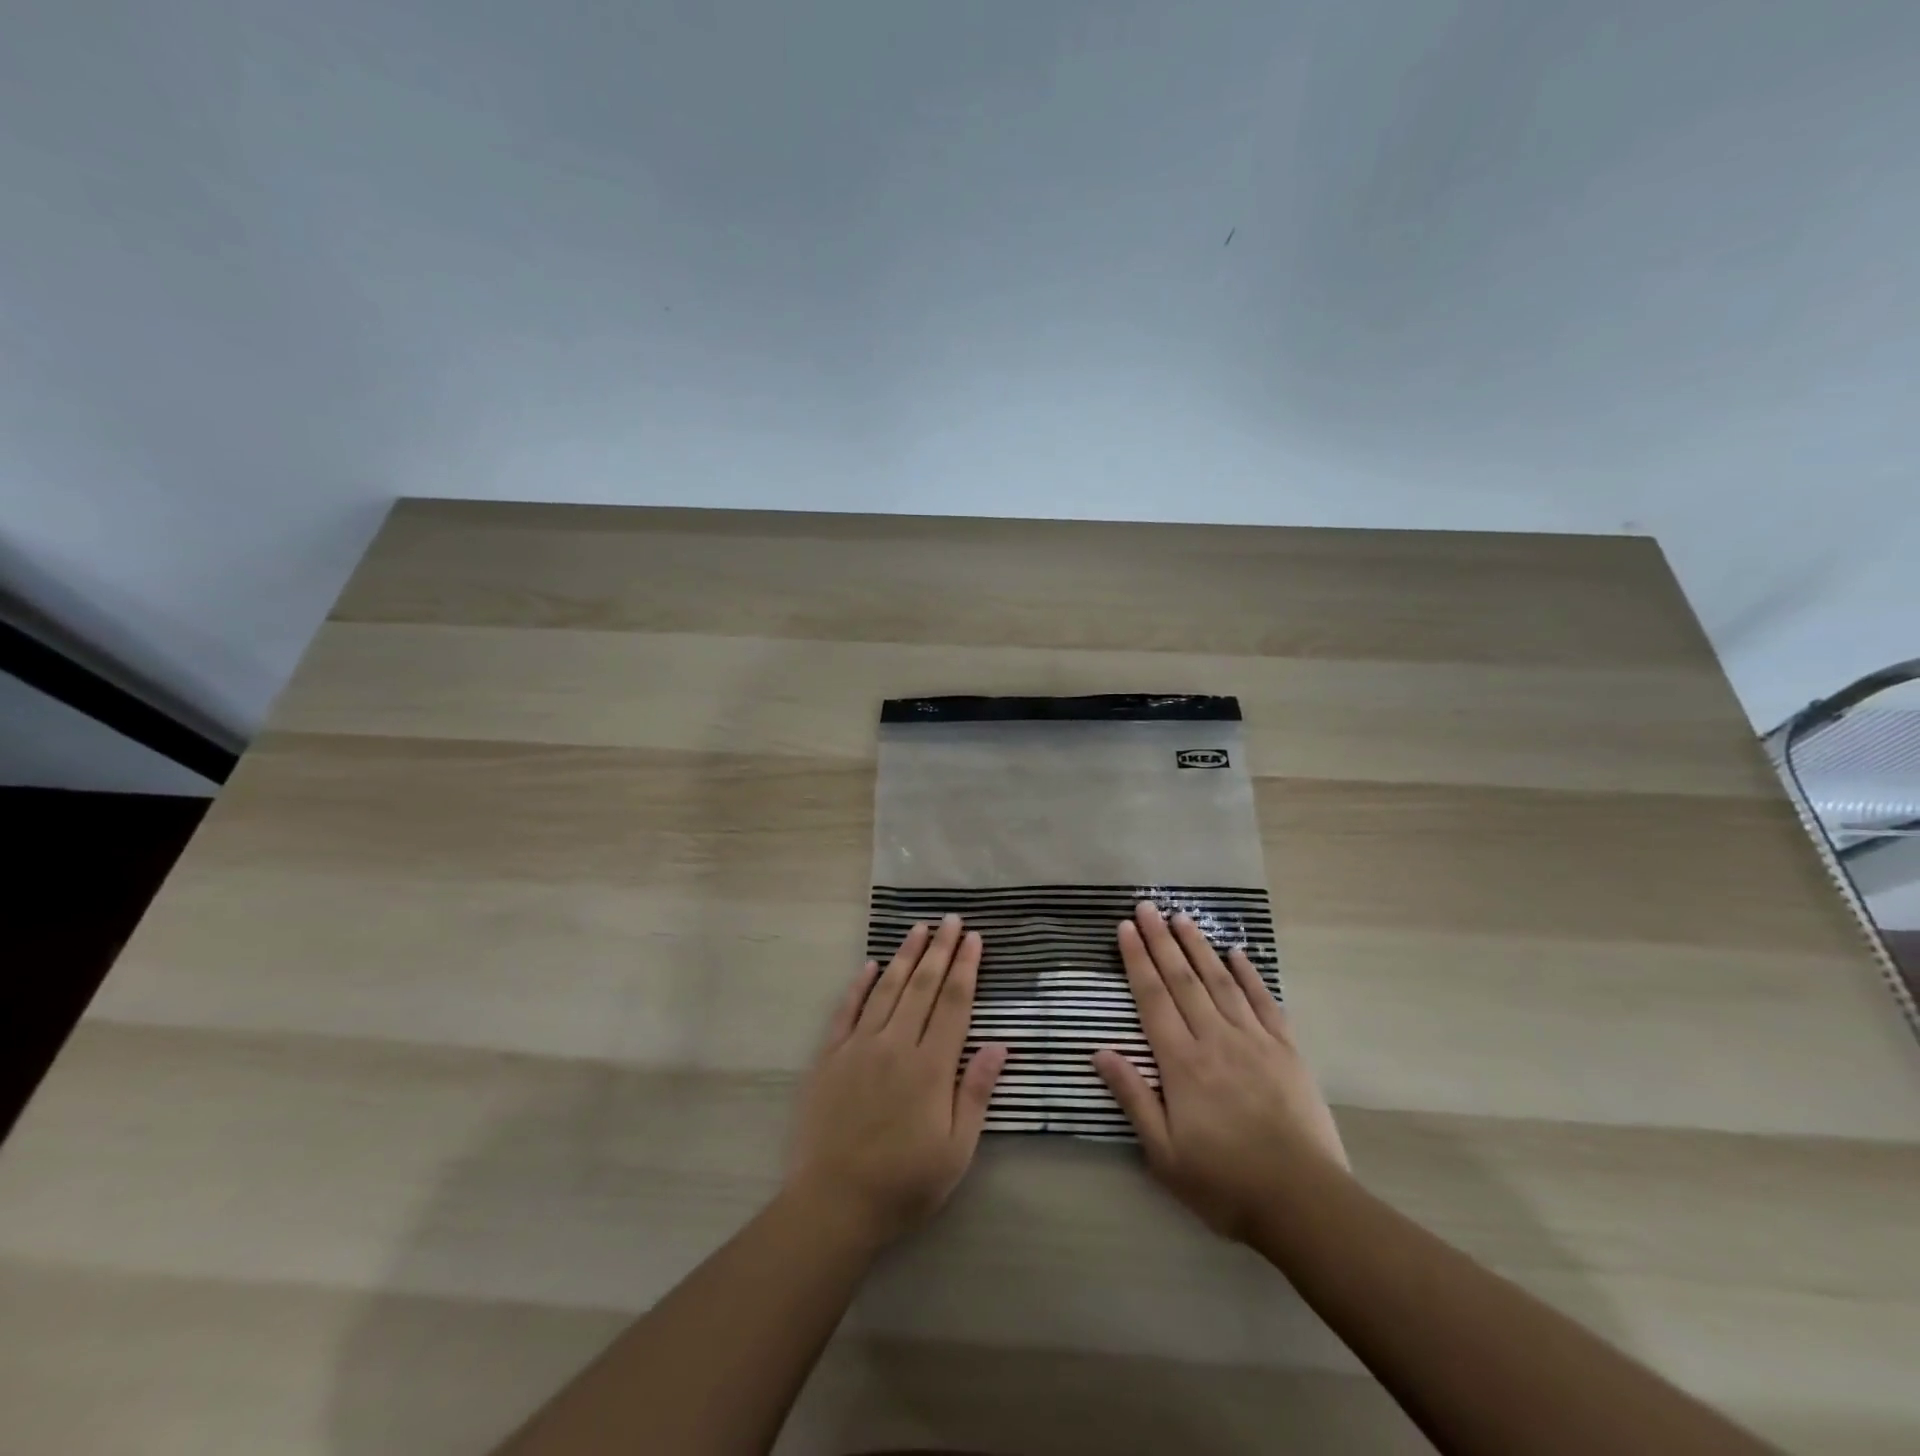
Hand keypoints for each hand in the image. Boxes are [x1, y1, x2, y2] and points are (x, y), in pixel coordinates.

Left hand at [786, 915, 1008, 1245]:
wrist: (833, 1203)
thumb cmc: (904, 1183)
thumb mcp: (956, 1150)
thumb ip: (976, 1092)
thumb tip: (1001, 1045)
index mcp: (931, 1066)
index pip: (953, 1003)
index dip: (965, 967)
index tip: (973, 938)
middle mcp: (896, 1044)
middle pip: (922, 986)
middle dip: (939, 949)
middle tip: (951, 919)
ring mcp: (859, 1047)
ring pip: (887, 989)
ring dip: (905, 956)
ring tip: (919, 928)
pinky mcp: (830, 1057)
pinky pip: (847, 1010)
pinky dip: (860, 984)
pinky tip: (871, 965)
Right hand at [1093, 902, 1347, 1242]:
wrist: (1303, 1203)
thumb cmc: (1224, 1182)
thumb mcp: (1164, 1154)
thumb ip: (1134, 1097)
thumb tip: (1100, 1051)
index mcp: (1182, 1063)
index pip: (1152, 999)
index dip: (1137, 960)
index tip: (1125, 928)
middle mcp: (1215, 1039)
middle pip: (1182, 979)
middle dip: (1161, 940)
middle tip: (1146, 907)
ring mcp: (1254, 1040)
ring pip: (1220, 981)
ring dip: (1198, 946)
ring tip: (1181, 917)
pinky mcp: (1286, 1050)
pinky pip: (1264, 1001)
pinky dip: (1249, 974)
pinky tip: (1236, 953)